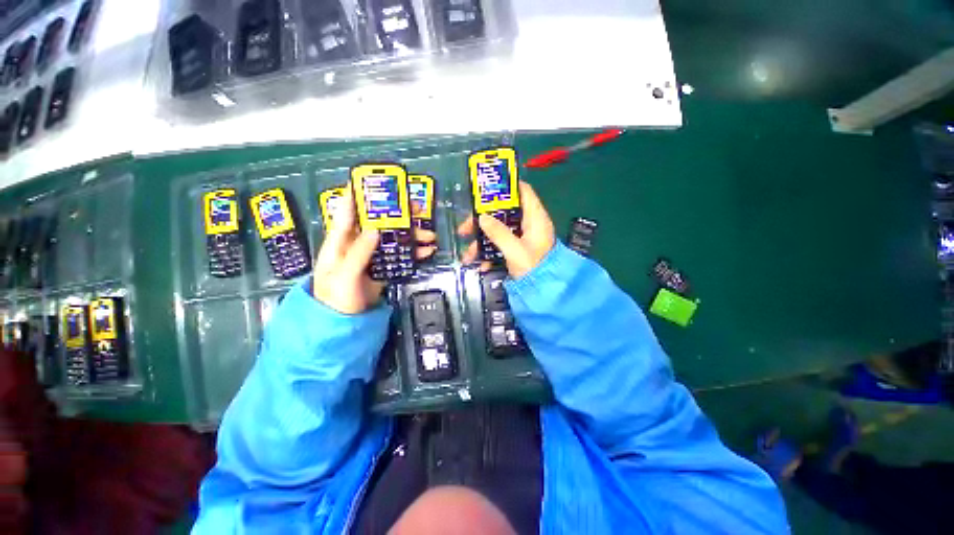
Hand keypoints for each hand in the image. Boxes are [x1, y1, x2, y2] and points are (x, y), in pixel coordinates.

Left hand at [313, 187, 436, 313]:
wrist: (344, 324)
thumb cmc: (336, 299)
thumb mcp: (343, 276)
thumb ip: (358, 253)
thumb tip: (375, 229)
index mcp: (340, 243)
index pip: (347, 213)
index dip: (356, 195)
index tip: (370, 181)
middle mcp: (357, 245)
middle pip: (378, 223)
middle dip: (397, 215)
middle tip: (417, 208)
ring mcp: (372, 256)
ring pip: (393, 239)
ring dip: (411, 235)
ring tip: (430, 234)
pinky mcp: (383, 267)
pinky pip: (400, 255)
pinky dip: (414, 253)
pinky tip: (427, 251)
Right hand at [459, 181, 554, 278]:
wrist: (544, 294)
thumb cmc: (534, 269)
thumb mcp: (515, 250)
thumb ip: (498, 233)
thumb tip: (482, 217)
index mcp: (535, 218)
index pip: (523, 192)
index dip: (506, 187)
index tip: (485, 191)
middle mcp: (529, 225)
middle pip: (504, 213)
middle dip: (483, 220)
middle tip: (465, 228)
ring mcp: (523, 238)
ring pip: (499, 231)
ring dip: (482, 241)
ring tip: (468, 255)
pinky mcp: (517, 250)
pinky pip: (500, 245)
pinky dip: (490, 253)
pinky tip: (481, 265)